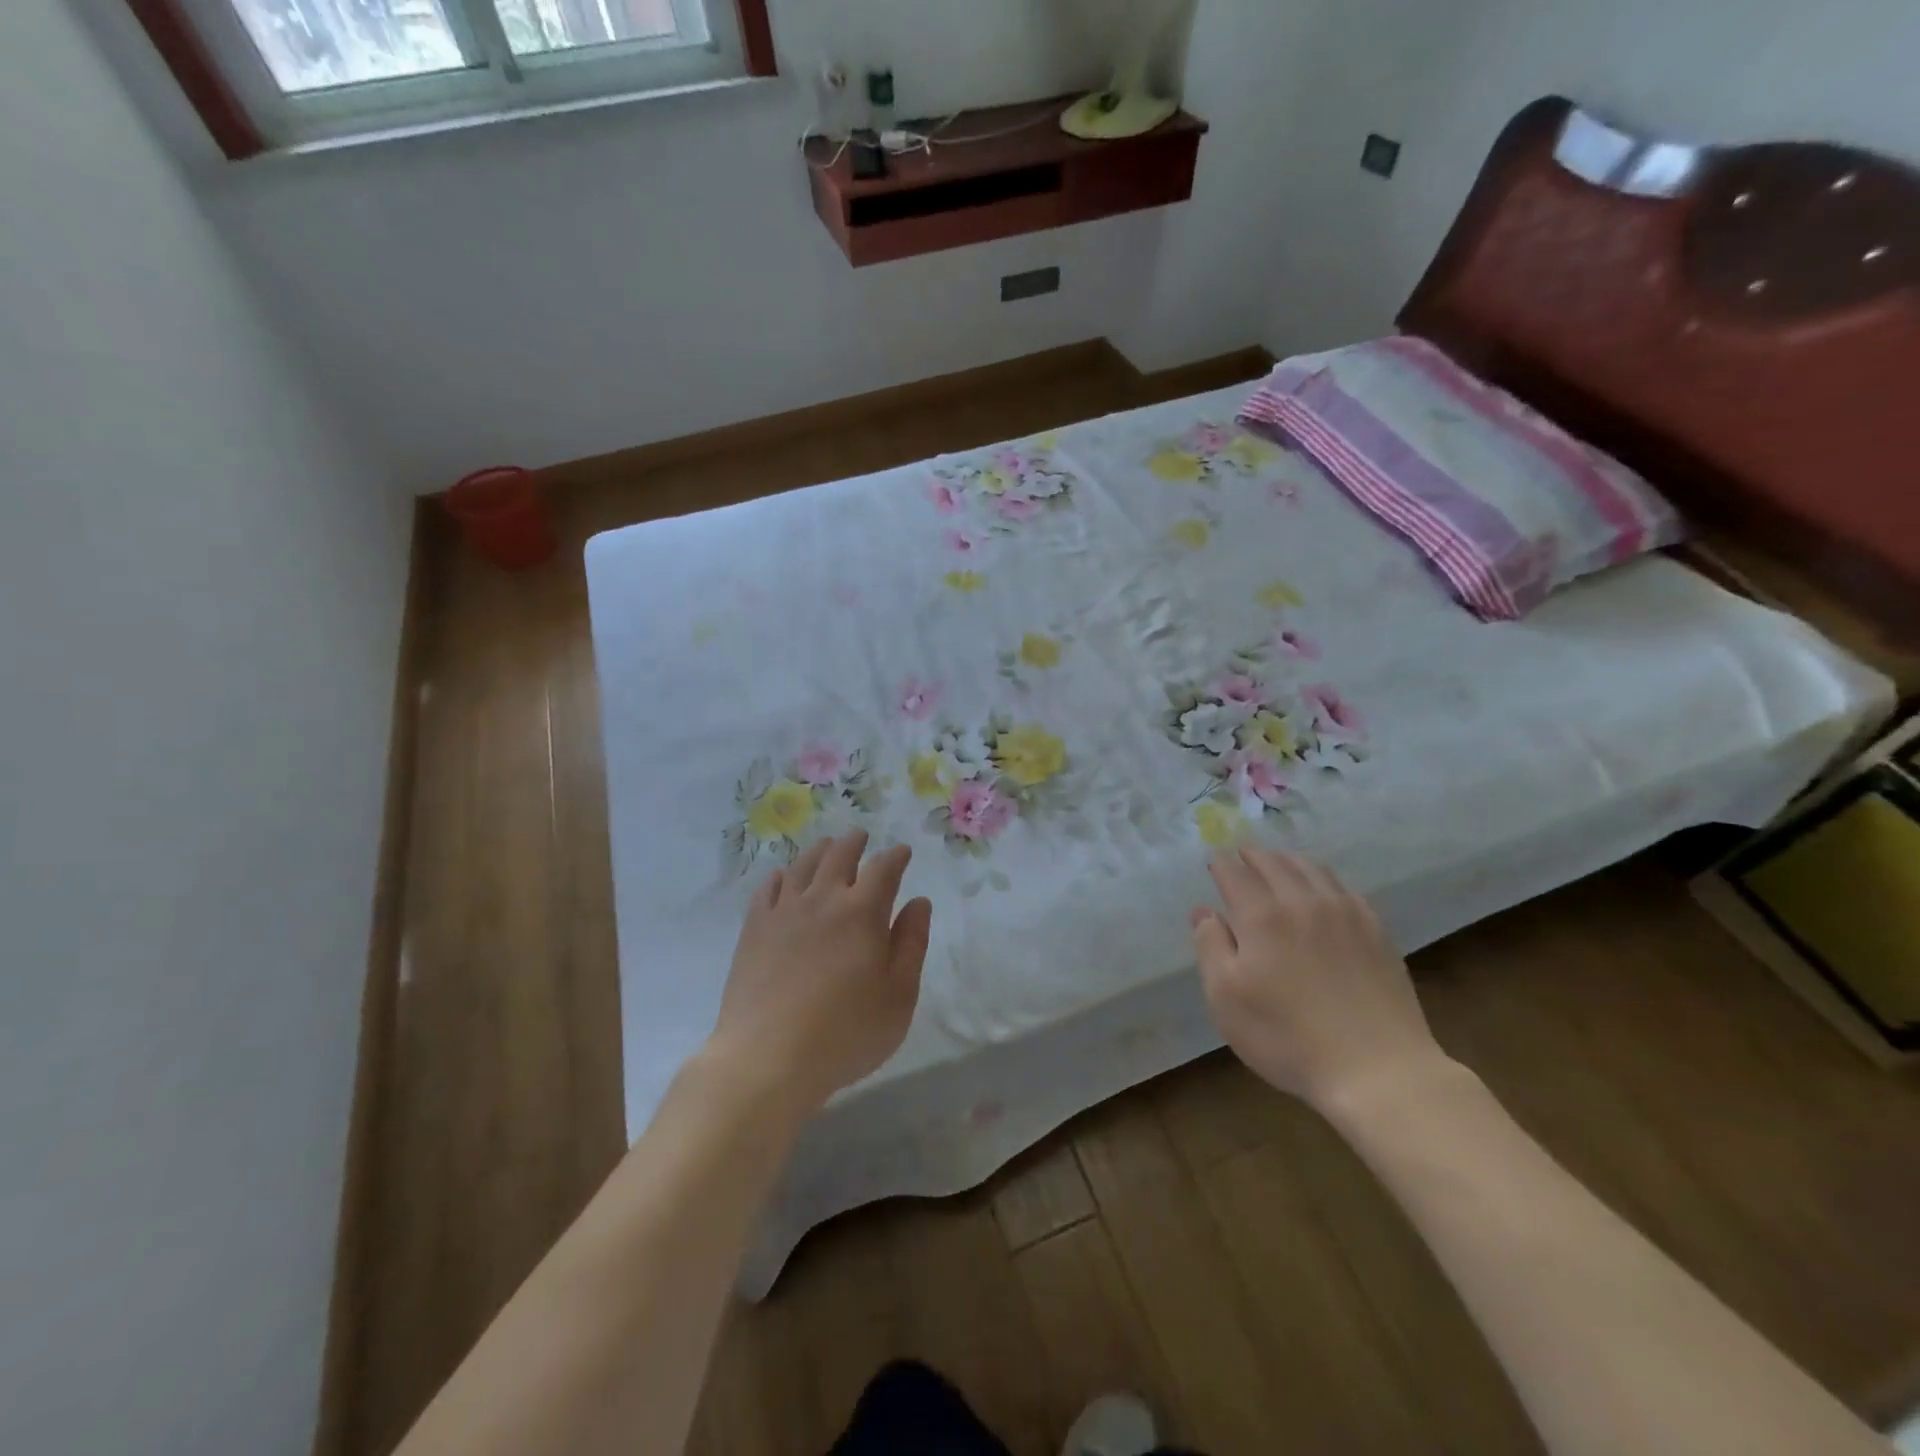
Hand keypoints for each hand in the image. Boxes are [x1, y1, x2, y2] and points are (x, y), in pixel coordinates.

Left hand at [708, 831, 932, 1111]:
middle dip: (855, 843)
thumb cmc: (845, 1034)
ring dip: (819, 851)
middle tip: (861, 836)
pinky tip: (782, 877)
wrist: (767, 1059)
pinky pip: (767, 890)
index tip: (902, 852)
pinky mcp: (754, 930)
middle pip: (839, 856)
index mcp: (862, 913)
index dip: (895, 856)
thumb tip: (918, 902)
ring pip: (803, 866)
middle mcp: (823, 900)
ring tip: (827, 846)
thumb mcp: (898, 996)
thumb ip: (912, 944)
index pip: (883, 869)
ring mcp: (783, 912)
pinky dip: (780, 876)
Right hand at [1190, 847, 1447, 1109]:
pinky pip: (1344, 889)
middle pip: (1274, 863)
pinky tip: (1322, 891)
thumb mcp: (1226, 998)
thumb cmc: (1287, 1036)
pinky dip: (1323, 879)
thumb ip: (1210, 946)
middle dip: (1252, 856)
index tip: (1213, 861)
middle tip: (1241, 855)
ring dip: (1288, 861)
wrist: (1378, 1069)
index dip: (1220, 864)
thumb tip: (1203, 911)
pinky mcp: (1376, 931)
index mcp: (1262, 915)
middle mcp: (1303, 902)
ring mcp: (1345, 914)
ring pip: (1312, 869)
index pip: (1235, 873)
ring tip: (1278, 863)